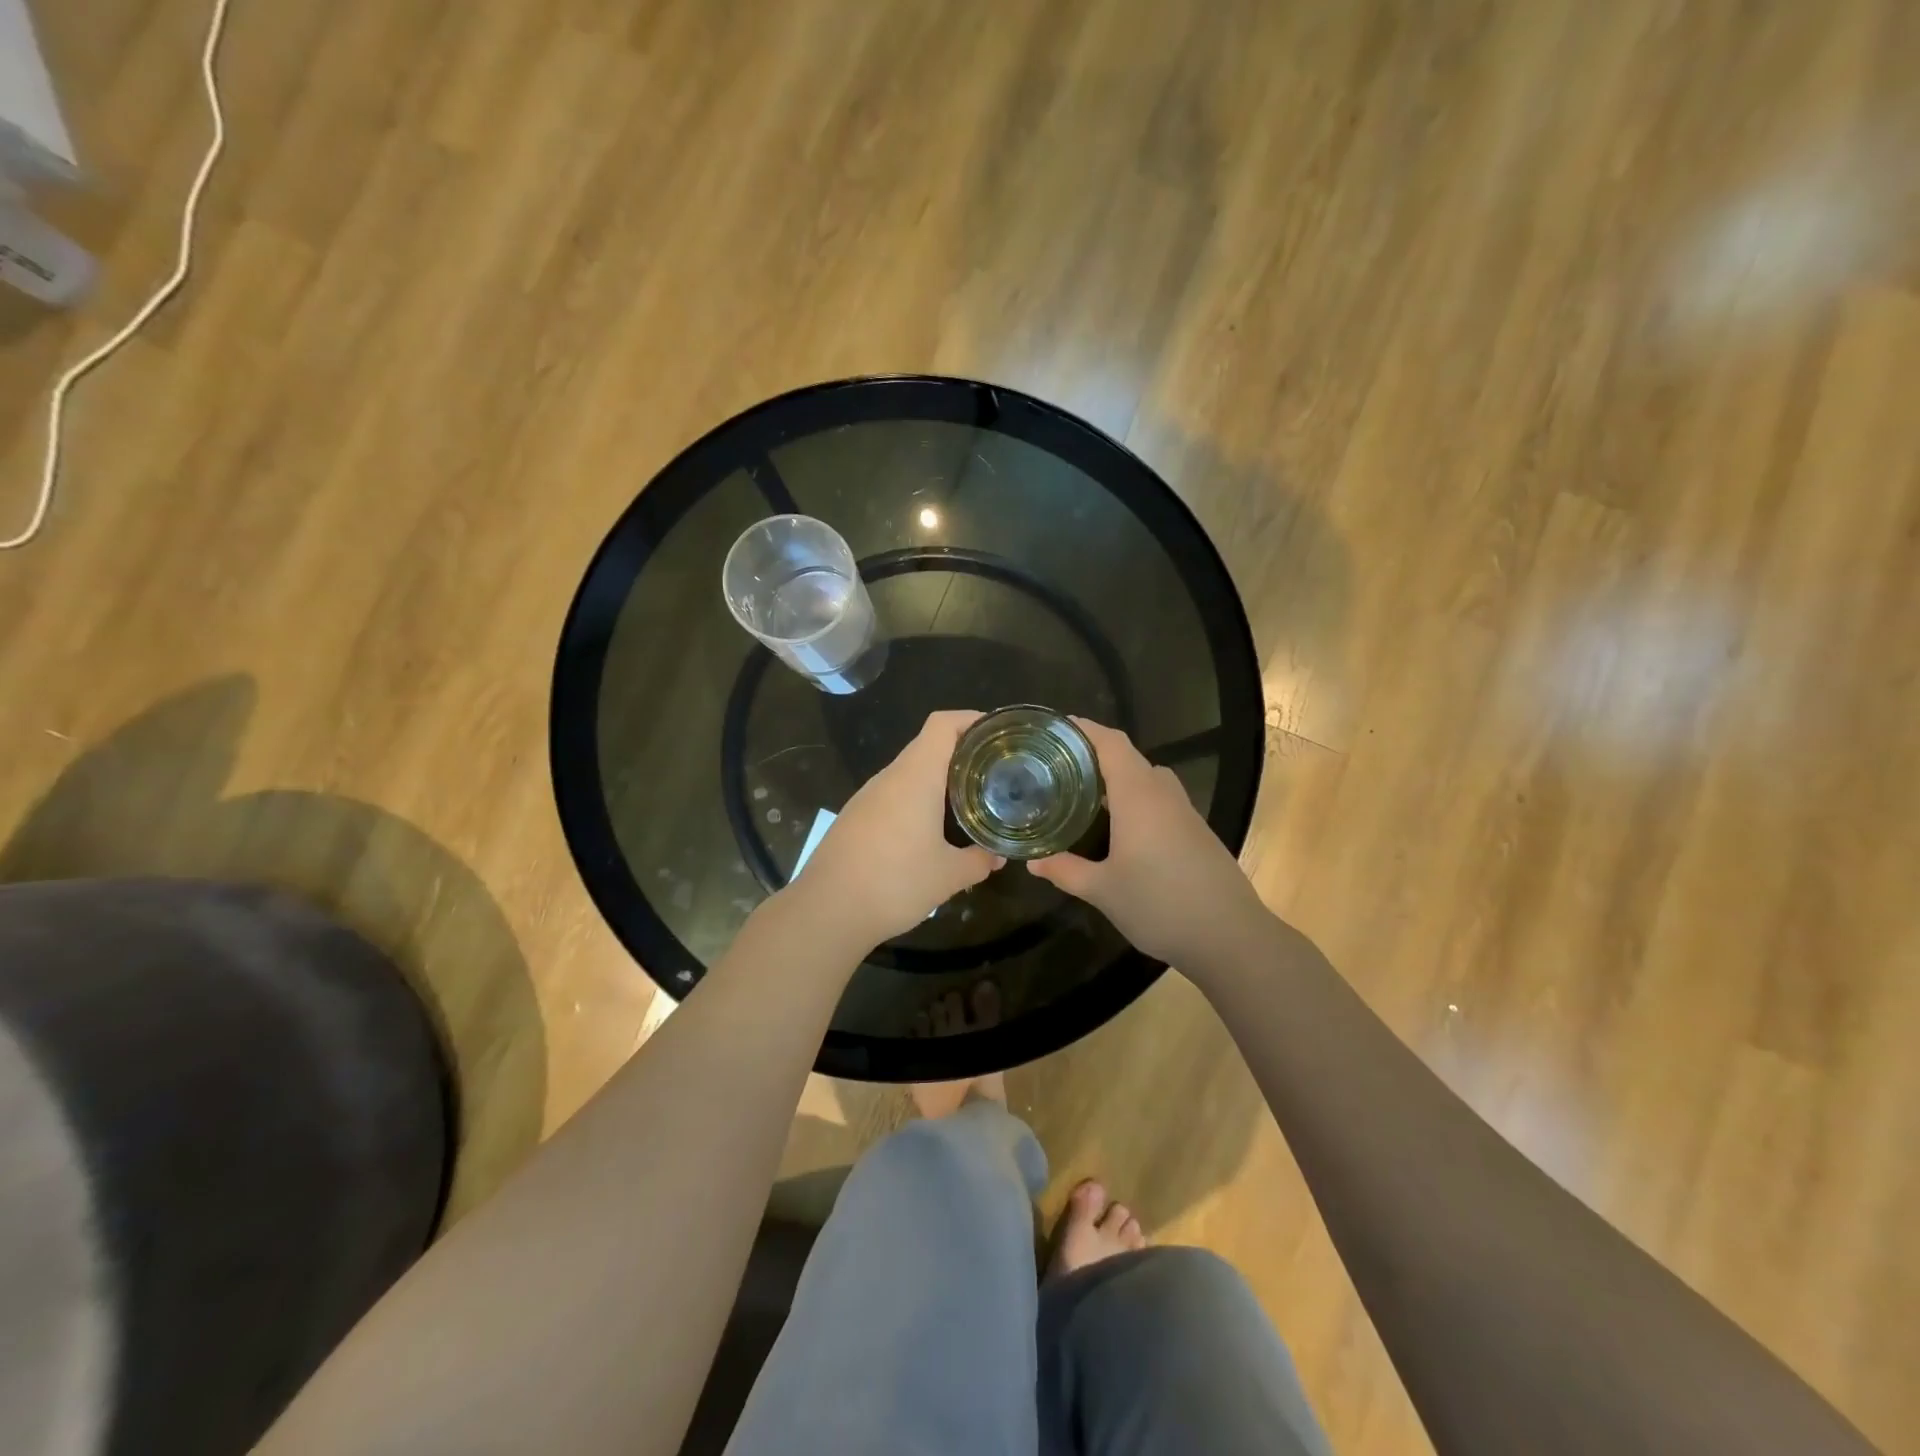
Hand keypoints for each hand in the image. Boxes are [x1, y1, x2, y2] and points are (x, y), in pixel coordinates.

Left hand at [790, 710, 1002, 947]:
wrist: (826, 910)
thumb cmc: (894, 883)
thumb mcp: (948, 876)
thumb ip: (979, 860)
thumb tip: (998, 855)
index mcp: (915, 776)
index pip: (943, 724)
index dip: (972, 719)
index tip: (998, 735)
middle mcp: (890, 777)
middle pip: (929, 746)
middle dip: (963, 754)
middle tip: (994, 773)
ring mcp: (868, 796)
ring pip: (910, 772)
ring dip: (940, 780)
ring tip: (969, 802)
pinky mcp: (856, 817)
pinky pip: (894, 795)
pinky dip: (918, 800)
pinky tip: (931, 830)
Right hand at [1029, 719, 1267, 965]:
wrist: (1230, 935)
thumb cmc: (1160, 904)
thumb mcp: (1103, 890)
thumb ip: (1065, 870)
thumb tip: (1032, 861)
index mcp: (1138, 795)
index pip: (1110, 743)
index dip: (1084, 729)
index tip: (1055, 728)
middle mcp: (1162, 793)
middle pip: (1127, 756)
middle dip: (1093, 754)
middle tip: (1057, 765)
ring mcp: (1184, 811)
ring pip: (1146, 777)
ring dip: (1116, 776)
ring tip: (1081, 791)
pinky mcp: (1195, 830)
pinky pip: (1158, 798)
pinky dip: (1133, 797)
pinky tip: (1117, 825)